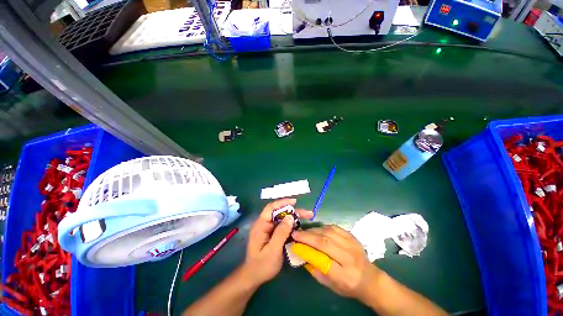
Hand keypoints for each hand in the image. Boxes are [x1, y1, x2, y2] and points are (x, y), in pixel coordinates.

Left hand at [242, 199, 312, 286]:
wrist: (254, 278)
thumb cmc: (261, 265)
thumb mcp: (273, 250)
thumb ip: (281, 233)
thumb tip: (290, 217)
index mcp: (261, 225)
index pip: (271, 208)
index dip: (282, 202)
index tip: (294, 202)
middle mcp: (265, 224)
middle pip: (279, 212)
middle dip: (293, 211)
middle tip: (307, 213)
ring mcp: (269, 229)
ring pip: (283, 219)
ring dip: (294, 217)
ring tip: (307, 217)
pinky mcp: (273, 234)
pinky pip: (283, 226)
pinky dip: (292, 225)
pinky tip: (300, 227)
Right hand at [291, 225, 380, 301]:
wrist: (370, 278)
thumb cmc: (348, 286)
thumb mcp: (331, 285)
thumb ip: (316, 271)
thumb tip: (302, 254)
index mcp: (344, 276)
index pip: (322, 260)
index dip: (307, 251)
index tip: (294, 245)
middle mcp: (349, 258)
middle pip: (325, 243)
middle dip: (307, 237)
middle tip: (296, 234)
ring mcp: (352, 244)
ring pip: (328, 233)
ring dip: (313, 230)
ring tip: (304, 231)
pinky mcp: (352, 236)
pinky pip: (334, 227)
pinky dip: (323, 227)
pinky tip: (316, 229)